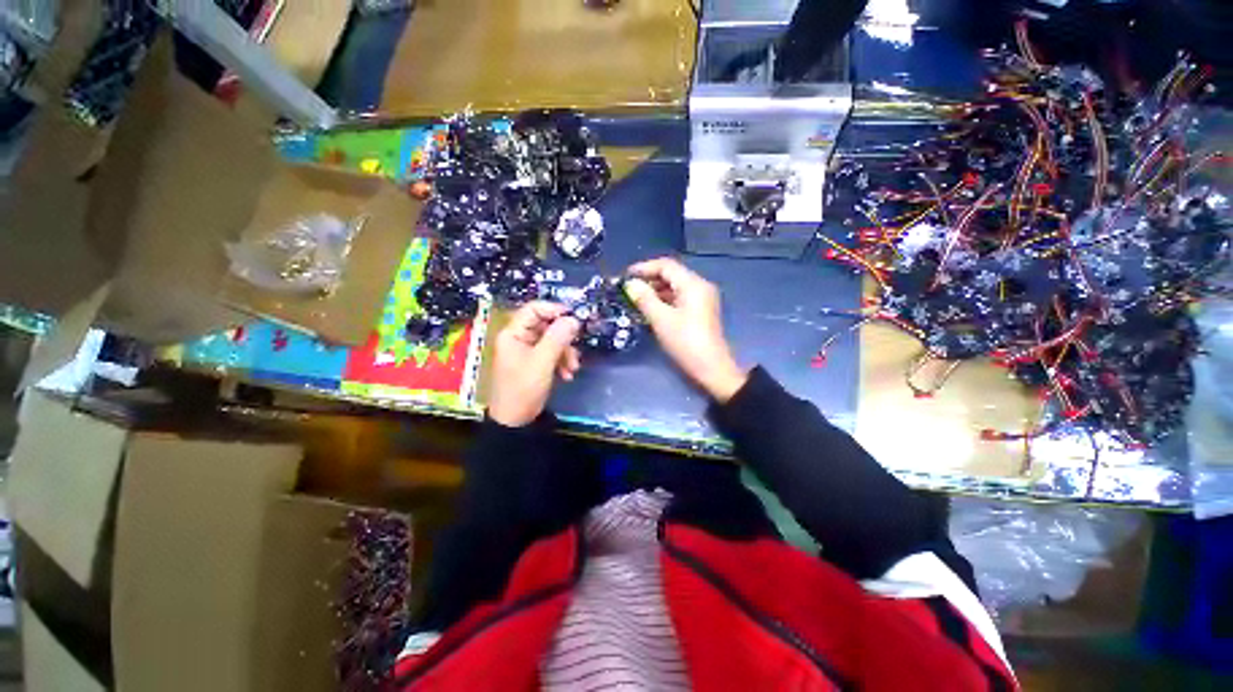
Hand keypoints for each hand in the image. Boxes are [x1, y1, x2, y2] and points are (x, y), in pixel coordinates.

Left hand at [488, 302, 581, 426]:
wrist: (515, 421)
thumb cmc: (523, 388)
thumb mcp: (542, 362)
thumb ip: (558, 338)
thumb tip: (573, 319)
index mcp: (514, 333)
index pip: (534, 310)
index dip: (554, 310)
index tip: (573, 318)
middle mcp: (520, 338)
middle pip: (546, 326)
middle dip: (564, 339)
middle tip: (575, 350)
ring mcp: (527, 351)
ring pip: (553, 341)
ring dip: (565, 353)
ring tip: (573, 369)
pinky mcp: (535, 363)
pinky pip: (552, 354)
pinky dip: (562, 362)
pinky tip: (567, 375)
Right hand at [625, 258, 747, 402]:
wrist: (711, 369)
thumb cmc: (685, 342)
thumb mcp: (661, 319)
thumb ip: (644, 298)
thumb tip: (630, 284)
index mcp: (693, 284)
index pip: (666, 266)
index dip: (644, 268)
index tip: (625, 276)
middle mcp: (700, 286)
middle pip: (672, 275)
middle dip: (649, 280)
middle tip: (629, 289)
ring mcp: (703, 299)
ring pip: (675, 287)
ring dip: (656, 291)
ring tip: (636, 300)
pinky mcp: (701, 312)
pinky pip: (680, 298)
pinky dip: (665, 300)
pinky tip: (651, 309)